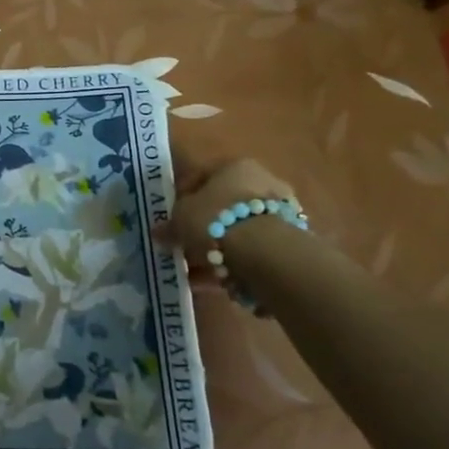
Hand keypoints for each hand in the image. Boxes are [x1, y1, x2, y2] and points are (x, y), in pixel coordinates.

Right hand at [154, 155, 297, 281]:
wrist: (265, 251)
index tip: (172, 217)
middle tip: (185, 245)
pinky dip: (235, 264)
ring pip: (239, 231)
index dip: (183, 198)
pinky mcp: (290, 241)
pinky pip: (252, 251)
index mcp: (235, 166)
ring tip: (197, 272)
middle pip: (224, 206)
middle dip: (204, 227)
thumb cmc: (216, 219)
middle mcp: (263, 182)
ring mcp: (280, 212)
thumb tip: (157, 232)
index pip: (202, 177)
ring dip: (218, 250)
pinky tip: (216, 281)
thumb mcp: (180, 219)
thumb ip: (169, 226)